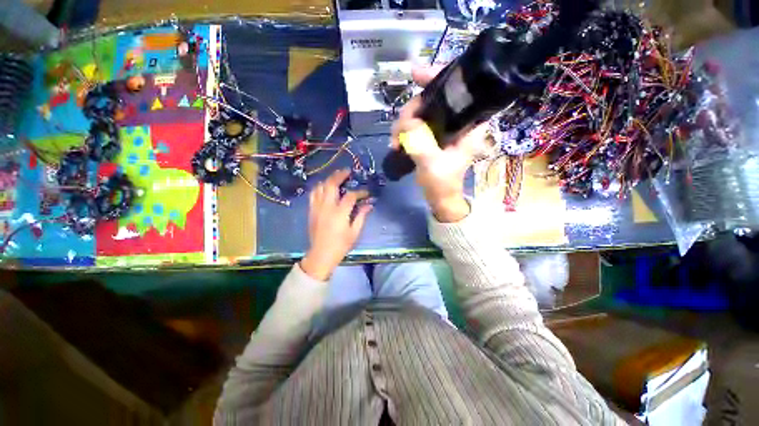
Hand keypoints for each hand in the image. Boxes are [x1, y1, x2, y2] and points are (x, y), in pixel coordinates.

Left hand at [300, 170, 372, 280]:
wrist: (321, 254)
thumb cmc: (340, 245)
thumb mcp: (354, 232)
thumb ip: (361, 216)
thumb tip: (369, 204)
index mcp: (339, 213)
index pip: (351, 196)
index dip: (360, 192)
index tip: (366, 193)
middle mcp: (326, 207)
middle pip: (331, 185)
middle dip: (339, 175)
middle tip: (347, 172)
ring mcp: (317, 208)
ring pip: (320, 187)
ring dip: (328, 180)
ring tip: (336, 178)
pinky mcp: (311, 211)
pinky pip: (313, 194)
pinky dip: (319, 188)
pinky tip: (325, 188)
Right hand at [390, 66, 487, 222]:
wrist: (440, 198)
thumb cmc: (443, 184)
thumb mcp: (432, 164)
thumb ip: (420, 142)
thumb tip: (407, 122)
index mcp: (468, 124)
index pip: (459, 89)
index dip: (438, 77)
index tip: (415, 74)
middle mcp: (457, 121)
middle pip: (432, 99)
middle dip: (410, 110)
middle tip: (398, 131)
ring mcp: (443, 128)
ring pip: (421, 112)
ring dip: (403, 123)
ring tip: (395, 142)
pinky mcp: (433, 136)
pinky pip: (416, 124)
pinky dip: (404, 130)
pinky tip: (397, 142)